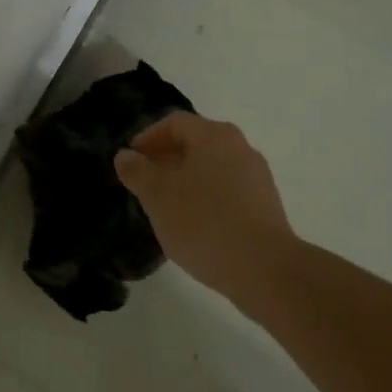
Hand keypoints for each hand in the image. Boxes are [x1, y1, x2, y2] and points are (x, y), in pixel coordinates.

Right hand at [114, 112, 297, 312]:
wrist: (265, 269)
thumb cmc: (203, 223)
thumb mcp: (157, 196)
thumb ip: (137, 172)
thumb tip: (125, 156)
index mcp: (213, 135)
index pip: (174, 122)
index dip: (147, 138)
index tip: (130, 162)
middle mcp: (240, 147)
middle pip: (195, 143)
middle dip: (165, 159)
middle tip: (144, 184)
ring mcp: (257, 176)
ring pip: (211, 167)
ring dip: (185, 180)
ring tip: (165, 207)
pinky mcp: (265, 204)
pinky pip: (227, 190)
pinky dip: (206, 197)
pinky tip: (194, 224)